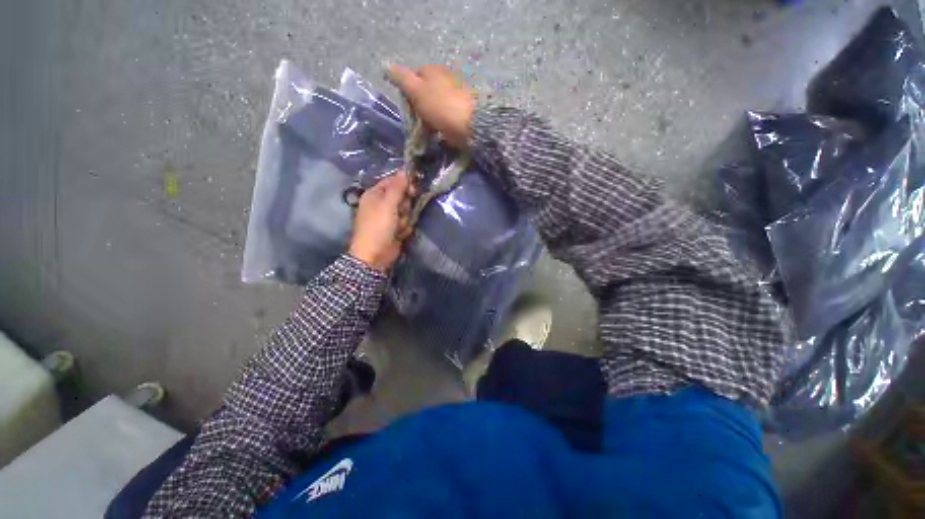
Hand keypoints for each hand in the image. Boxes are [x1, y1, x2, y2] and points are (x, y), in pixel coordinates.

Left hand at [349, 172, 414, 271]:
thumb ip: (397, 188)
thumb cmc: (378, 227)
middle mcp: (381, 203)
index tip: (413, 190)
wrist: (375, 255)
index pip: (393, 181)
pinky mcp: (395, 229)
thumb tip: (405, 171)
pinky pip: (406, 222)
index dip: (404, 184)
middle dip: (405, 205)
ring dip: (405, 219)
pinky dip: (405, 228)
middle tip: (401, 212)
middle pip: (402, 196)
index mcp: (375, 194)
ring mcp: (389, 217)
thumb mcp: (387, 204)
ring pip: (406, 211)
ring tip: (398, 227)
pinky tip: (400, 234)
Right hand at [387, 64, 474, 149]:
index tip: (408, 109)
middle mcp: (445, 79)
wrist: (472, 124)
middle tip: (417, 124)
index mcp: (433, 70)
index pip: (414, 77)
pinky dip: (442, 126)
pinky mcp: (463, 113)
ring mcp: (456, 96)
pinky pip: (447, 118)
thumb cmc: (441, 105)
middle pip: (426, 93)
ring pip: (436, 107)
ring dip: (430, 120)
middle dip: (420, 108)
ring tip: (429, 133)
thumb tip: (385, 65)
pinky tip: (440, 135)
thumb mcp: (416, 90)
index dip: (408, 92)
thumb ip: (401, 78)